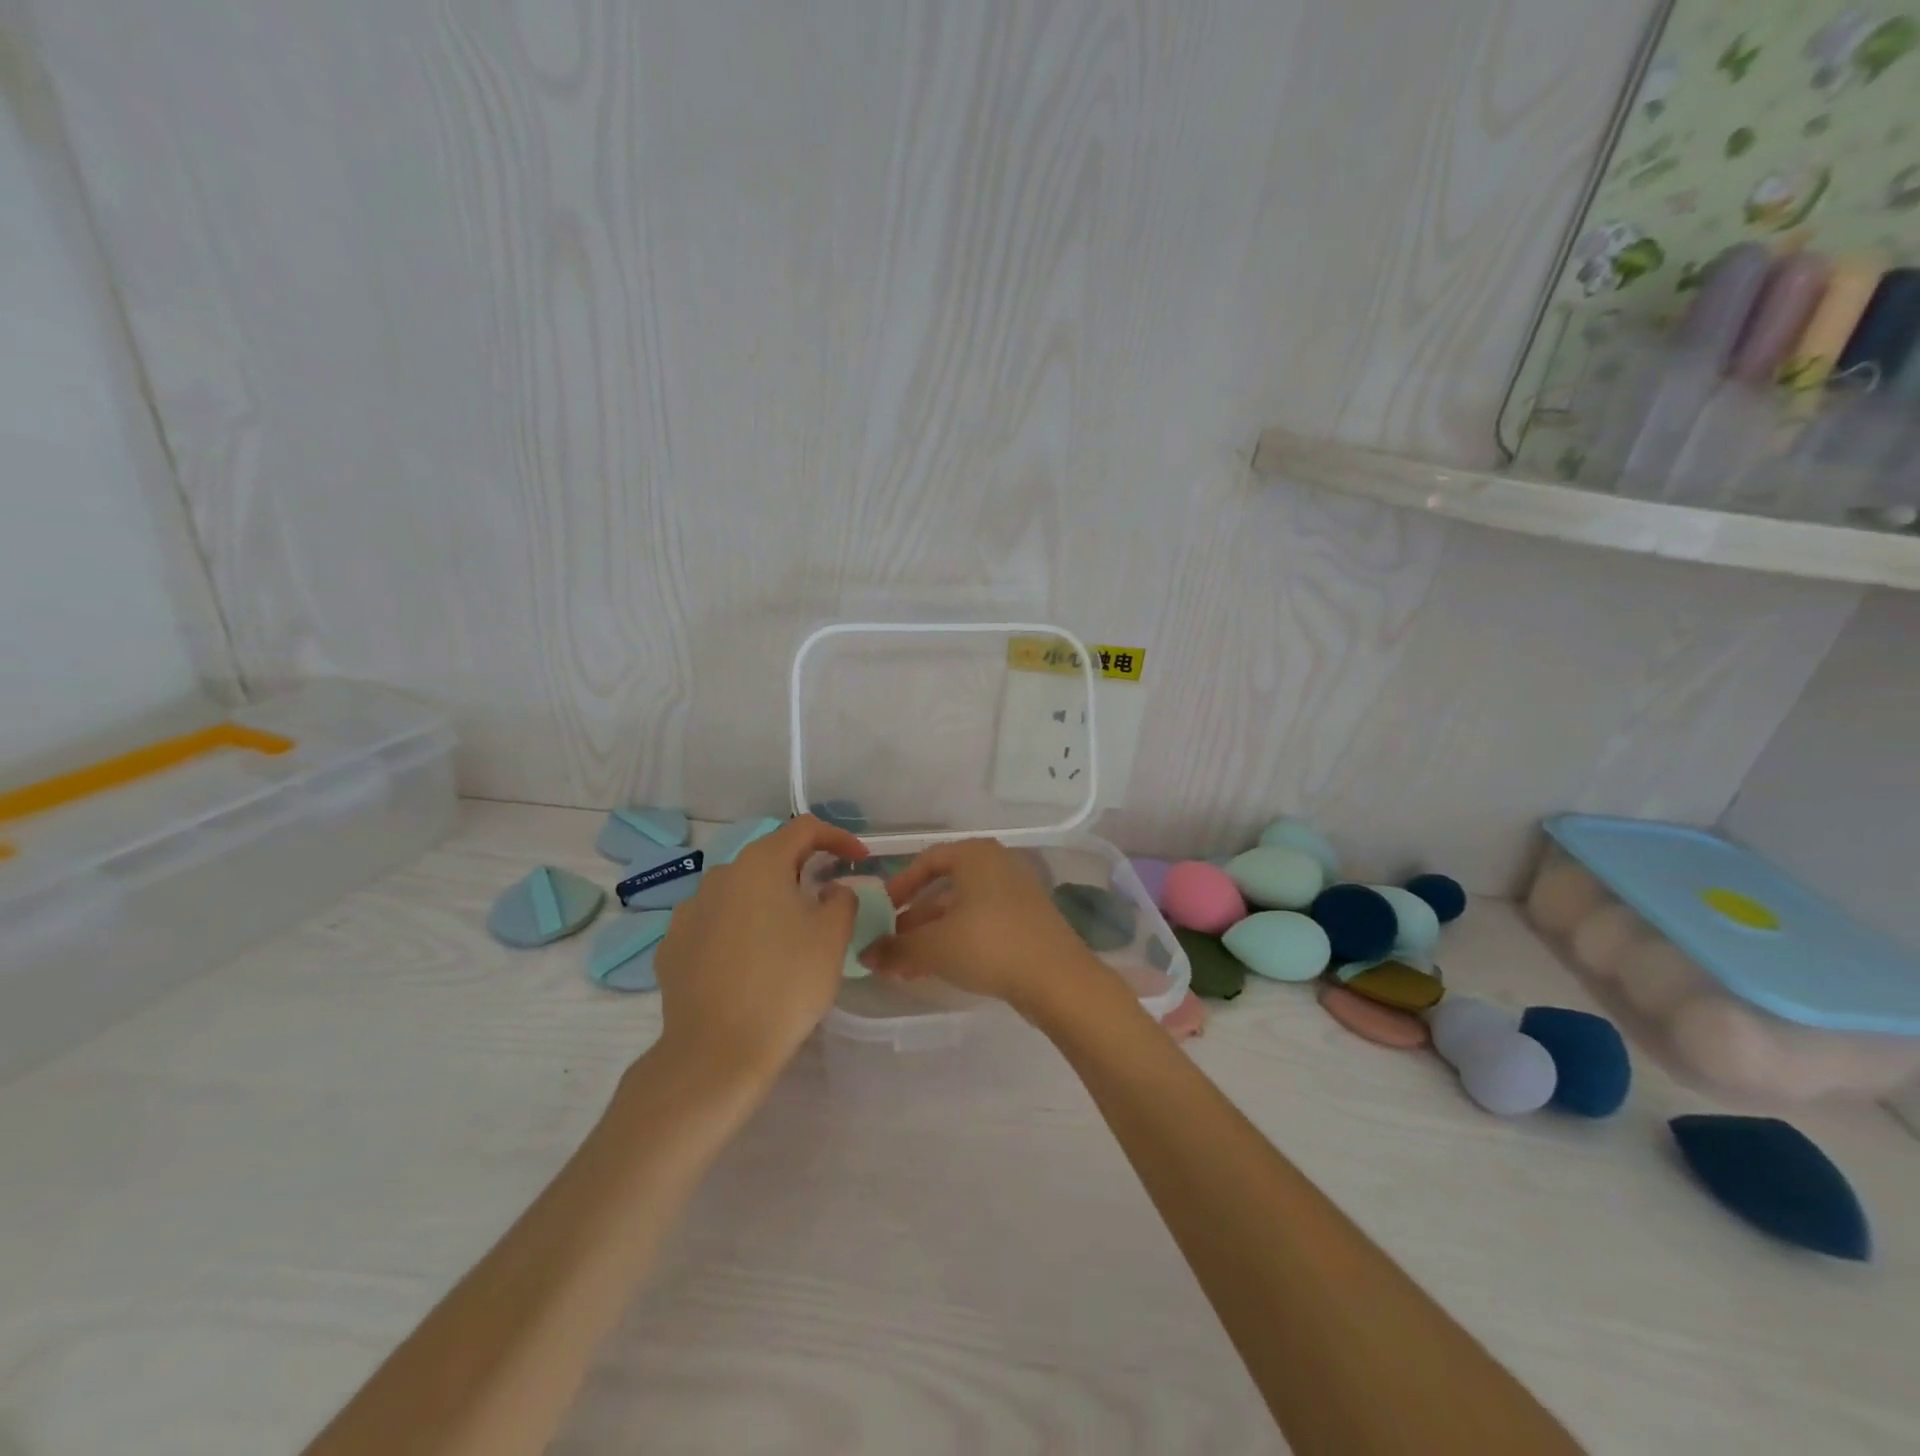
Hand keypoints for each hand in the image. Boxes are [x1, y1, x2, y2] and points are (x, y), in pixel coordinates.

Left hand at [652, 815, 866, 1086]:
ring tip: (786, 936)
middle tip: (826, 900)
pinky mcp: (672, 946)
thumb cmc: (785, 984)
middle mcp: (720, 875)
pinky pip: (715, 924)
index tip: (859, 860)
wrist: (716, 1051)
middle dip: (801, 871)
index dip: (837, 838)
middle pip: (769, 858)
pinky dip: (738, 930)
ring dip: (767, 902)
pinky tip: (749, 962)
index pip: (804, 828)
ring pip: (739, 892)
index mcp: (761, 864)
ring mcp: (689, 910)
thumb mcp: (832, 937)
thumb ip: (841, 899)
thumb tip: (830, 890)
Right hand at [866, 838, 1105, 1019]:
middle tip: (890, 948)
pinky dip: (956, 942)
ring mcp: (1015, 894)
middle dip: (913, 921)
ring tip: (905, 967)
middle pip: (943, 889)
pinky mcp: (1026, 922)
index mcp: (975, 855)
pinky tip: (936, 971)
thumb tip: (865, 955)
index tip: (882, 913)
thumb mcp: (934, 946)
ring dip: (931, 937)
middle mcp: (997, 865)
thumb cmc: (990, 944)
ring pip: (961, 911)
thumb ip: (896, 948)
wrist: (1057, 979)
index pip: (927, 861)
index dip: (899, 887)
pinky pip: (981, 925)